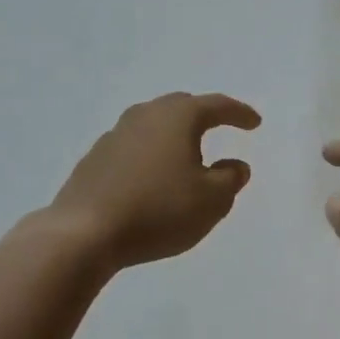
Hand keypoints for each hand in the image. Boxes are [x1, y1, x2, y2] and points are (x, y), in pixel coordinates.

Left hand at [50, 93, 260, 268]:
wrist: (84, 233)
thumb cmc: (159, 210)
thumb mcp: (212, 200)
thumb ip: (230, 178)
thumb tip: (235, 165)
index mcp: (178, 117)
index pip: (216, 105)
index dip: (239, 113)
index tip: (255, 123)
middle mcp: (145, 115)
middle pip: (181, 107)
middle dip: (204, 115)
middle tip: (221, 125)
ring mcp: (115, 135)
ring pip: (153, 125)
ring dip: (174, 135)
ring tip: (187, 153)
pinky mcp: (94, 159)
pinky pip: (133, 147)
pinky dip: (150, 154)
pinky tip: (153, 175)